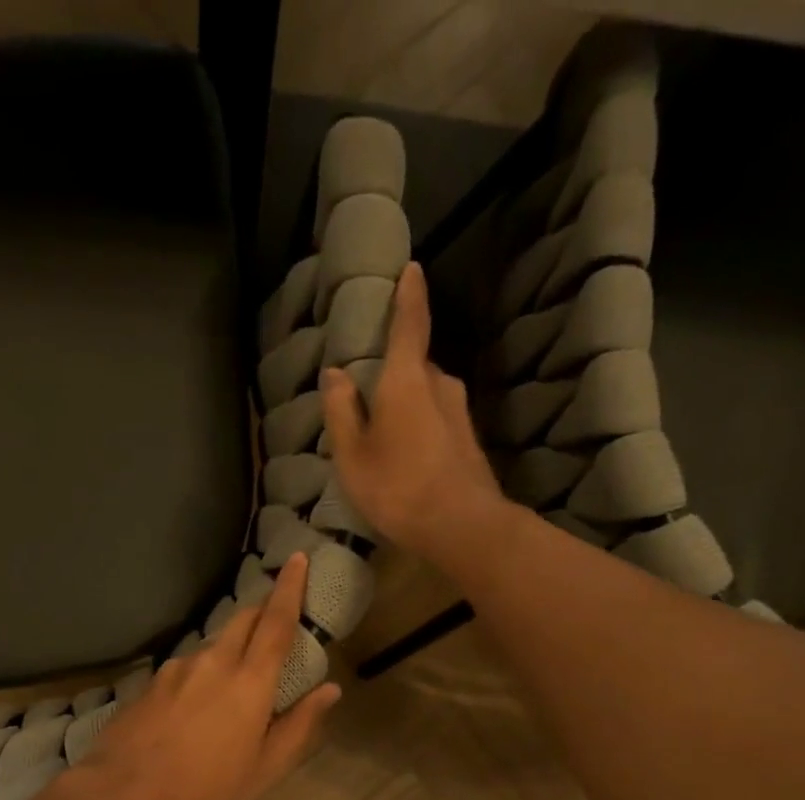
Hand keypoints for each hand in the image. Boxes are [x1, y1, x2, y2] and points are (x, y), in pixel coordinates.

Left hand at [80, 552, 340, 799]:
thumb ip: (299, 723)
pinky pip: (185, 667)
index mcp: (249, 681)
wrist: (126, 795)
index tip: (298, 558)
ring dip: (229, 651)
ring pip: (212, 645)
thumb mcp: (265, 767)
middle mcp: (212, 663)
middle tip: (273, 627)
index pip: (276, 622)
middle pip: (242, 620)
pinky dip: (200, 675)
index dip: (290, 588)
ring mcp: (176, 669)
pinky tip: (192, 710)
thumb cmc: (206, 789)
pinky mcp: (150, 683)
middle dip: (261, 612)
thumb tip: (330, 690)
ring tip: (229, 690)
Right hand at [321, 262, 510, 562]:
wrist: (462, 526)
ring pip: (426, 397)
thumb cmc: (397, 487)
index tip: (412, 268)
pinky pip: (437, 422)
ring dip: (406, 409)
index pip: (410, 323)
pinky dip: (420, 431)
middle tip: (367, 401)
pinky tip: (407, 461)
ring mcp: (460, 413)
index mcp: (407, 378)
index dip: (409, 295)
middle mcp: (441, 384)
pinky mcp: (469, 441)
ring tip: (384, 440)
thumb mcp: (353, 455)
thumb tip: (336, 374)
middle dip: (394, 376)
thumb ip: (341, 412)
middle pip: (414, 367)